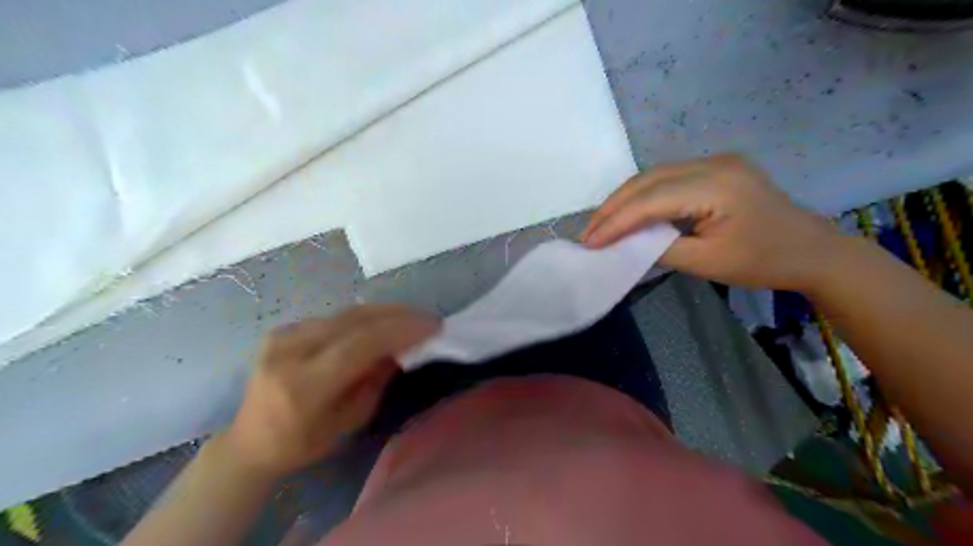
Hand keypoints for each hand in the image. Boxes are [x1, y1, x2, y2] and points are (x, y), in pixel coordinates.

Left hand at [222, 305, 439, 474]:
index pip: (360, 344)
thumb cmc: (301, 444)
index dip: (400, 330)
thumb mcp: (348, 421)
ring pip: (346, 313)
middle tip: (427, 318)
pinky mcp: (283, 329)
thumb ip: (375, 381)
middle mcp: (290, 352)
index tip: (433, 327)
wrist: (249, 441)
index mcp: (304, 385)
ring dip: (384, 312)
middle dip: (397, 315)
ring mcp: (282, 335)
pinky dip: (364, 317)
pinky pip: (334, 317)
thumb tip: (401, 349)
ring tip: (411, 316)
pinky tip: (382, 321)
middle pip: (354, 320)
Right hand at [579, 153, 840, 289]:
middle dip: (613, 206)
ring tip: (601, 224)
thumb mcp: (707, 263)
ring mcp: (716, 161)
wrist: (812, 250)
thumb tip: (624, 246)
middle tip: (588, 232)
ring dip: (624, 199)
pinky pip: (667, 178)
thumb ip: (661, 250)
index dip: (616, 221)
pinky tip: (629, 212)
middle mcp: (714, 163)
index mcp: (717, 185)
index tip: (589, 241)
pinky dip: (643, 196)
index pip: (652, 199)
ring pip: (654, 175)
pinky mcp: (716, 168)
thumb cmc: (764, 261)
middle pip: (648, 179)